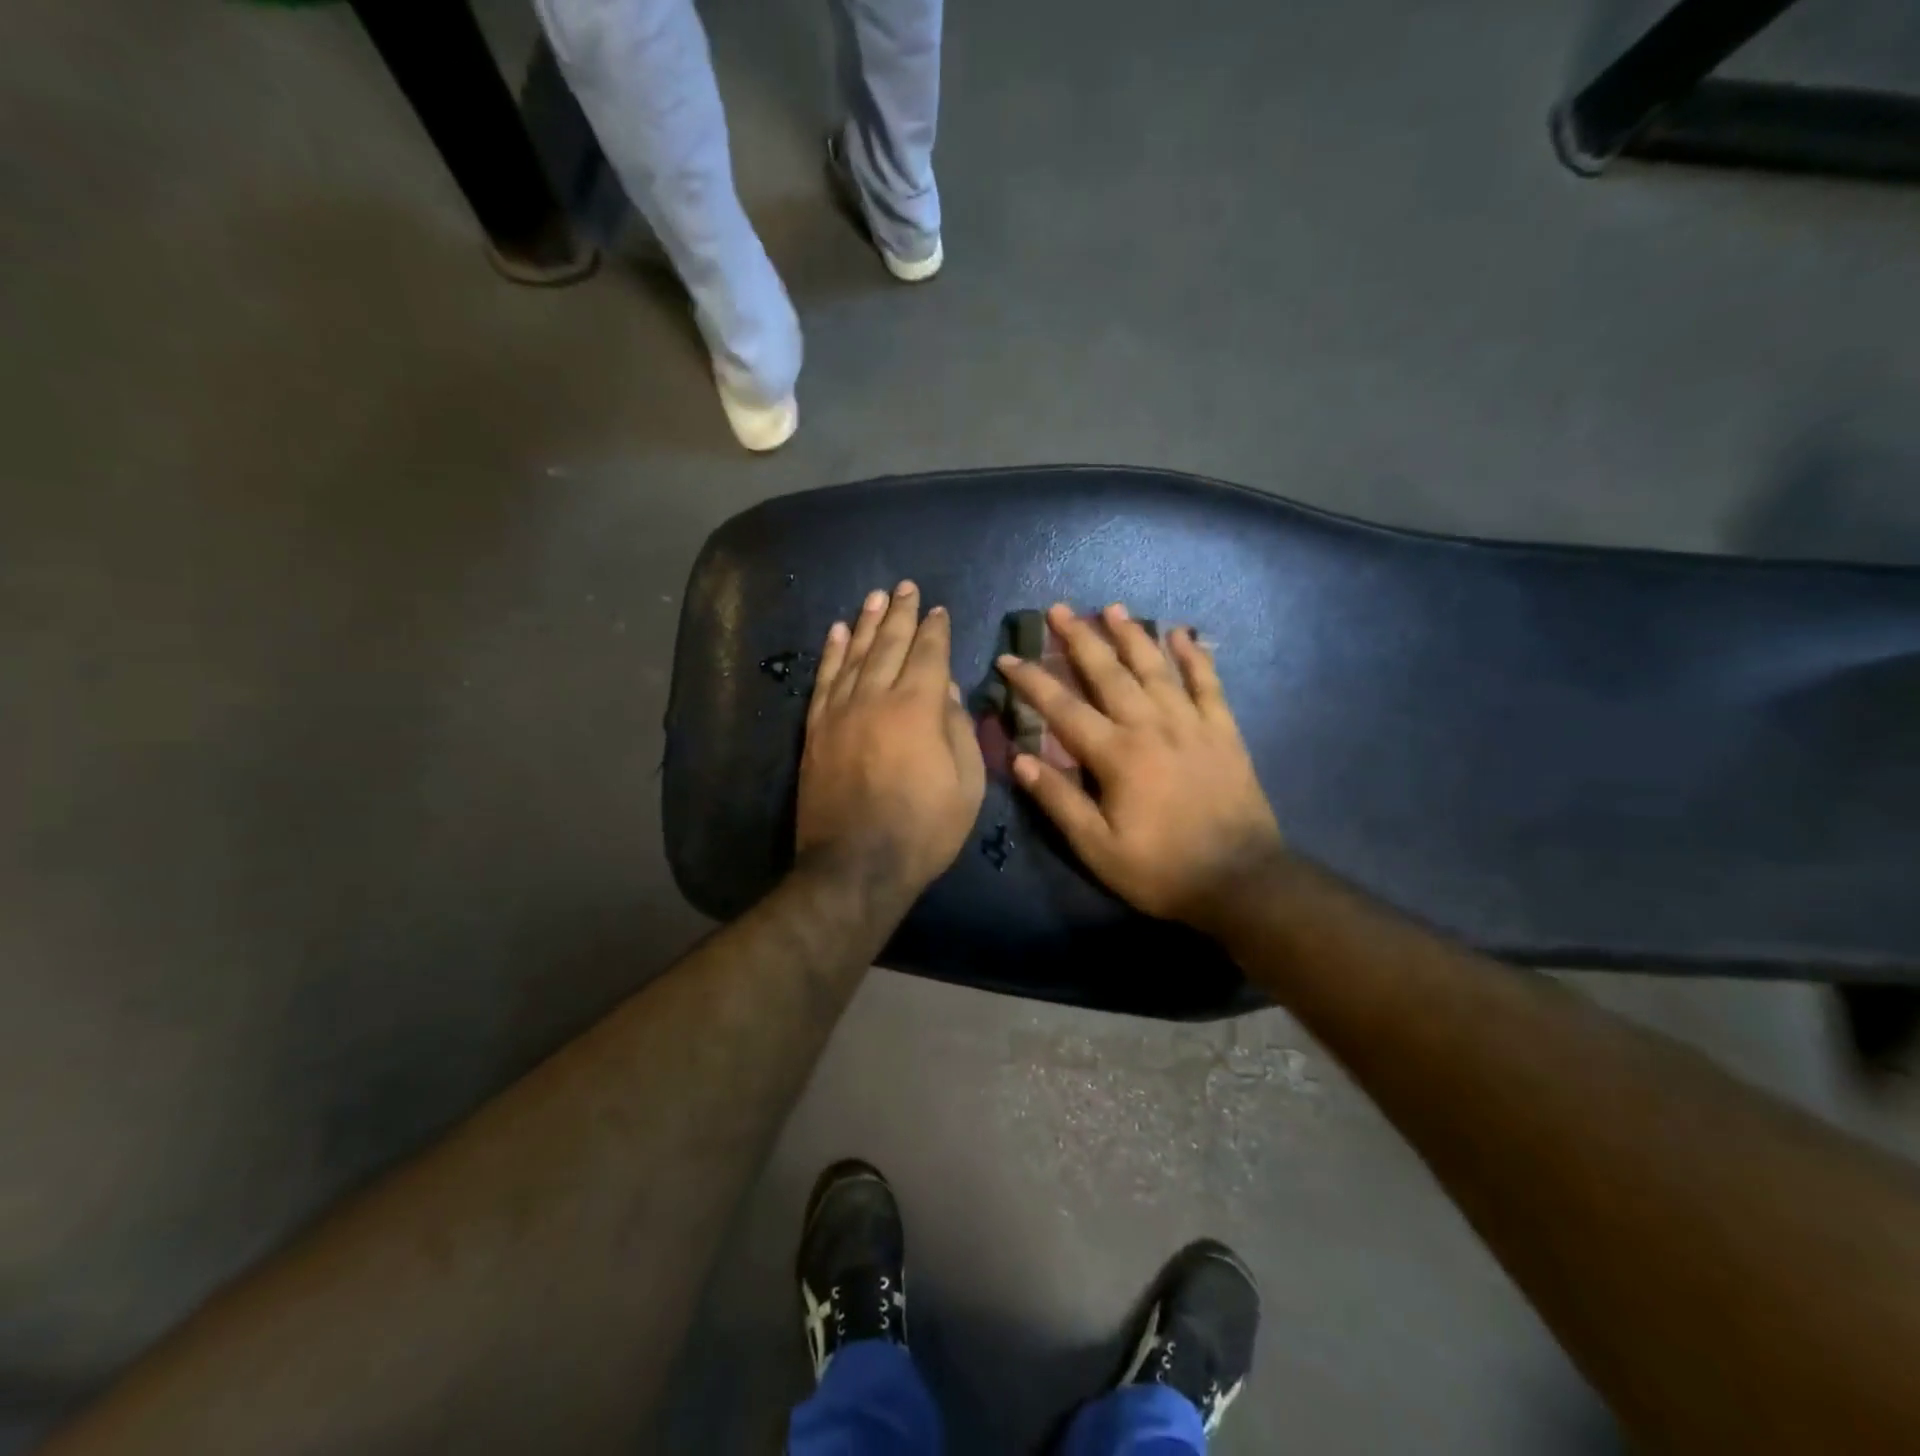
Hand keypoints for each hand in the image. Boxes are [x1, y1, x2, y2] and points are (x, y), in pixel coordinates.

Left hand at [797, 582, 986, 899]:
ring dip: (867, 623)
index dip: (936, 630)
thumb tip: (948, 690)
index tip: (939, 610)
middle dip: (901, 614)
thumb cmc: (924, 830)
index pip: (929, 655)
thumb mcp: (966, 785)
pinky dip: (832, 653)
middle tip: (906, 587)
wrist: (855, 866)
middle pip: (890, 645)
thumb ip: (958, 729)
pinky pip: (824, 680)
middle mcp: (875, 698)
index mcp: (918, 709)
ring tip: (875, 597)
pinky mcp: (816, 730)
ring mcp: (840, 712)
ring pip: (854, 655)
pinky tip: (838, 633)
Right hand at [998, 603, 1283, 928]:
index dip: (1032, 681)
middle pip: (1109, 673)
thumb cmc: (1161, 870)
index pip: (1063, 708)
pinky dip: (1195, 656)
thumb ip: (1059, 801)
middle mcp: (1152, 726)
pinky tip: (1183, 633)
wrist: (1242, 882)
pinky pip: (1208, 684)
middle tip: (1059, 609)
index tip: (1008, 658)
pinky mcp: (1224, 731)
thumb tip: (1019, 759)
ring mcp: (1192, 724)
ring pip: (1156, 667)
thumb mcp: (1098, 848)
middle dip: (1080, 639)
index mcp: (1117, 755)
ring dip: (1132, 635)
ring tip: (1112, 608)